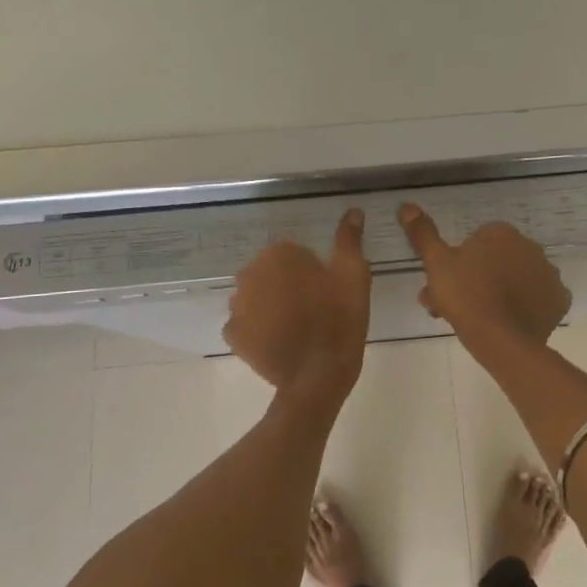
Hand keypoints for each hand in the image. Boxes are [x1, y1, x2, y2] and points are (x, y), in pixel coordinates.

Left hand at [223, 210, 371, 402]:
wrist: (318, 375)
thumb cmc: (340, 319)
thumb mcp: (354, 275)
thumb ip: (349, 240)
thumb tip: (352, 210)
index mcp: (278, 254)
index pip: (294, 255)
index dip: (313, 273)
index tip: (328, 292)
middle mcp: (249, 273)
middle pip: (271, 274)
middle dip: (288, 287)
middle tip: (316, 310)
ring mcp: (237, 306)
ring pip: (256, 298)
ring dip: (271, 306)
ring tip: (298, 329)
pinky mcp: (233, 335)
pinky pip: (246, 325)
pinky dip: (258, 330)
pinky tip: (279, 342)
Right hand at [398, 203, 569, 357]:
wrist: (500, 338)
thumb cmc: (465, 296)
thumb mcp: (436, 263)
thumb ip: (423, 234)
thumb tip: (406, 205)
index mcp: (501, 233)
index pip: (477, 242)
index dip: (460, 263)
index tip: (447, 285)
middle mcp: (530, 246)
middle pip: (498, 261)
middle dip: (478, 279)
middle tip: (457, 306)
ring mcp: (548, 273)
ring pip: (518, 279)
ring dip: (502, 292)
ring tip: (481, 319)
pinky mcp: (559, 300)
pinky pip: (539, 299)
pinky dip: (527, 307)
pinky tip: (509, 322)